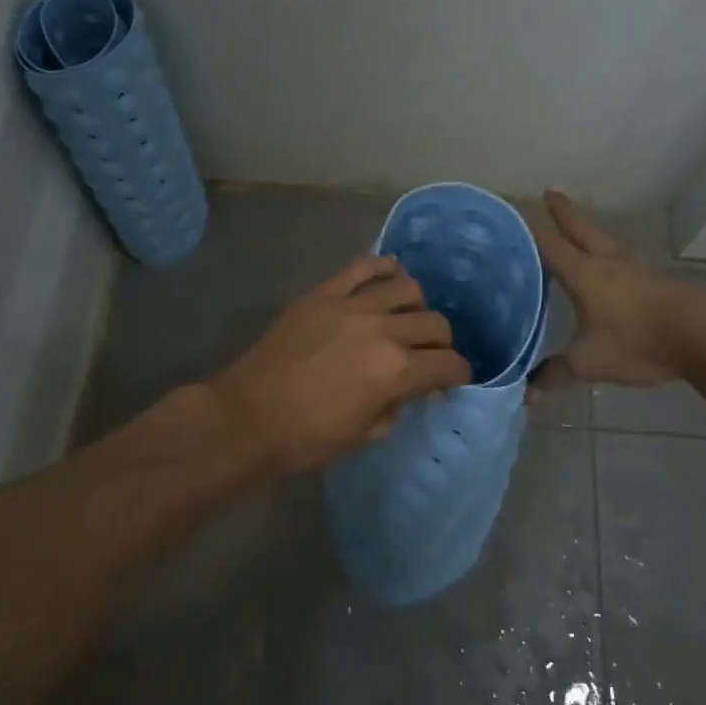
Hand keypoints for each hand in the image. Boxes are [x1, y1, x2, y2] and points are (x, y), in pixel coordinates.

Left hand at [204, 256, 471, 473]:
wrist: (248, 416)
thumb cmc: (307, 437)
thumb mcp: (365, 434)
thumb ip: (397, 405)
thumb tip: (412, 388)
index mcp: (396, 371)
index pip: (448, 364)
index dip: (457, 374)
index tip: (452, 379)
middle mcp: (383, 330)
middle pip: (435, 323)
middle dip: (441, 343)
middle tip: (429, 355)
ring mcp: (351, 305)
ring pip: (407, 287)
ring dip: (417, 305)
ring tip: (407, 318)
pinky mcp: (323, 293)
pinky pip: (363, 267)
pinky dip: (383, 267)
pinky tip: (390, 276)